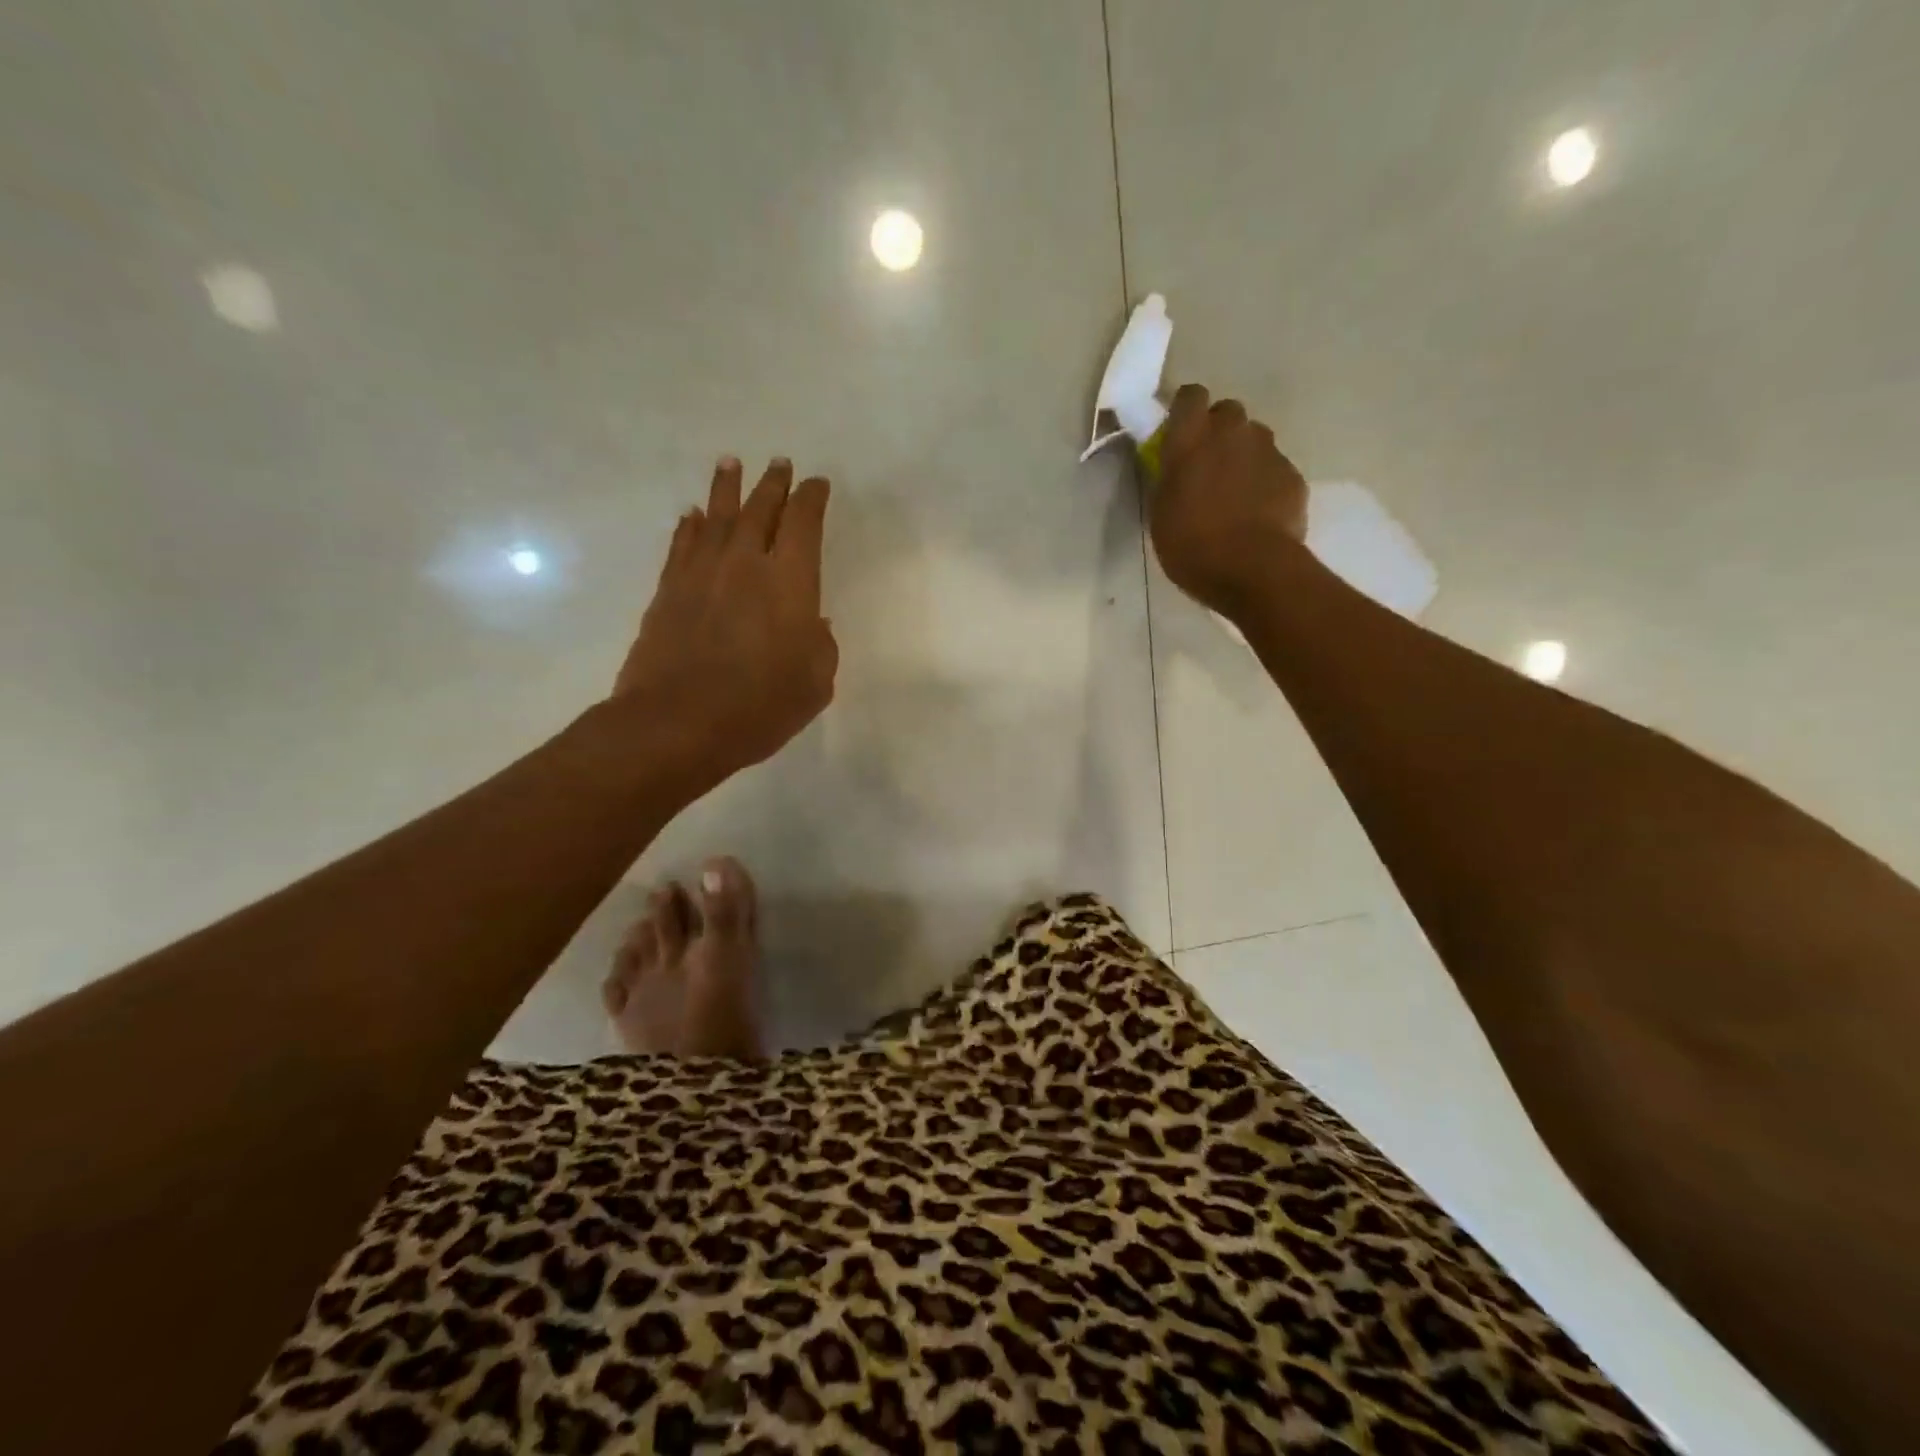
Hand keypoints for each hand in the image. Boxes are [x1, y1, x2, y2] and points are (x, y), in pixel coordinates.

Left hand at [614, 456, 836, 790]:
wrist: (678, 723)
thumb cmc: (760, 706)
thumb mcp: (815, 683)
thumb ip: (821, 646)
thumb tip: (812, 622)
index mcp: (790, 580)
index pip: (804, 522)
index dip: (812, 499)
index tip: (817, 484)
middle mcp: (745, 563)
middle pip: (760, 509)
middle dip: (773, 483)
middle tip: (779, 463)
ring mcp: (701, 573)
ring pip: (717, 516)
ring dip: (727, 488)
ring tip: (730, 464)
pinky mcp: (668, 590)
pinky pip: (682, 544)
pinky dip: (690, 526)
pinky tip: (692, 515)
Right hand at [1150, 383, 1308, 616]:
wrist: (1252, 568)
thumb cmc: (1191, 545)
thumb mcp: (1161, 513)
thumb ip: (1170, 479)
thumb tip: (1176, 468)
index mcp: (1191, 439)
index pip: (1190, 396)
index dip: (1186, 410)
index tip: (1180, 432)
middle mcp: (1232, 432)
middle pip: (1227, 412)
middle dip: (1219, 431)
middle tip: (1208, 466)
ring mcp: (1268, 450)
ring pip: (1254, 438)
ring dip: (1244, 455)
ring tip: (1236, 492)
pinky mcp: (1292, 474)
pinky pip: (1275, 467)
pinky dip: (1265, 482)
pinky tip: (1258, 512)